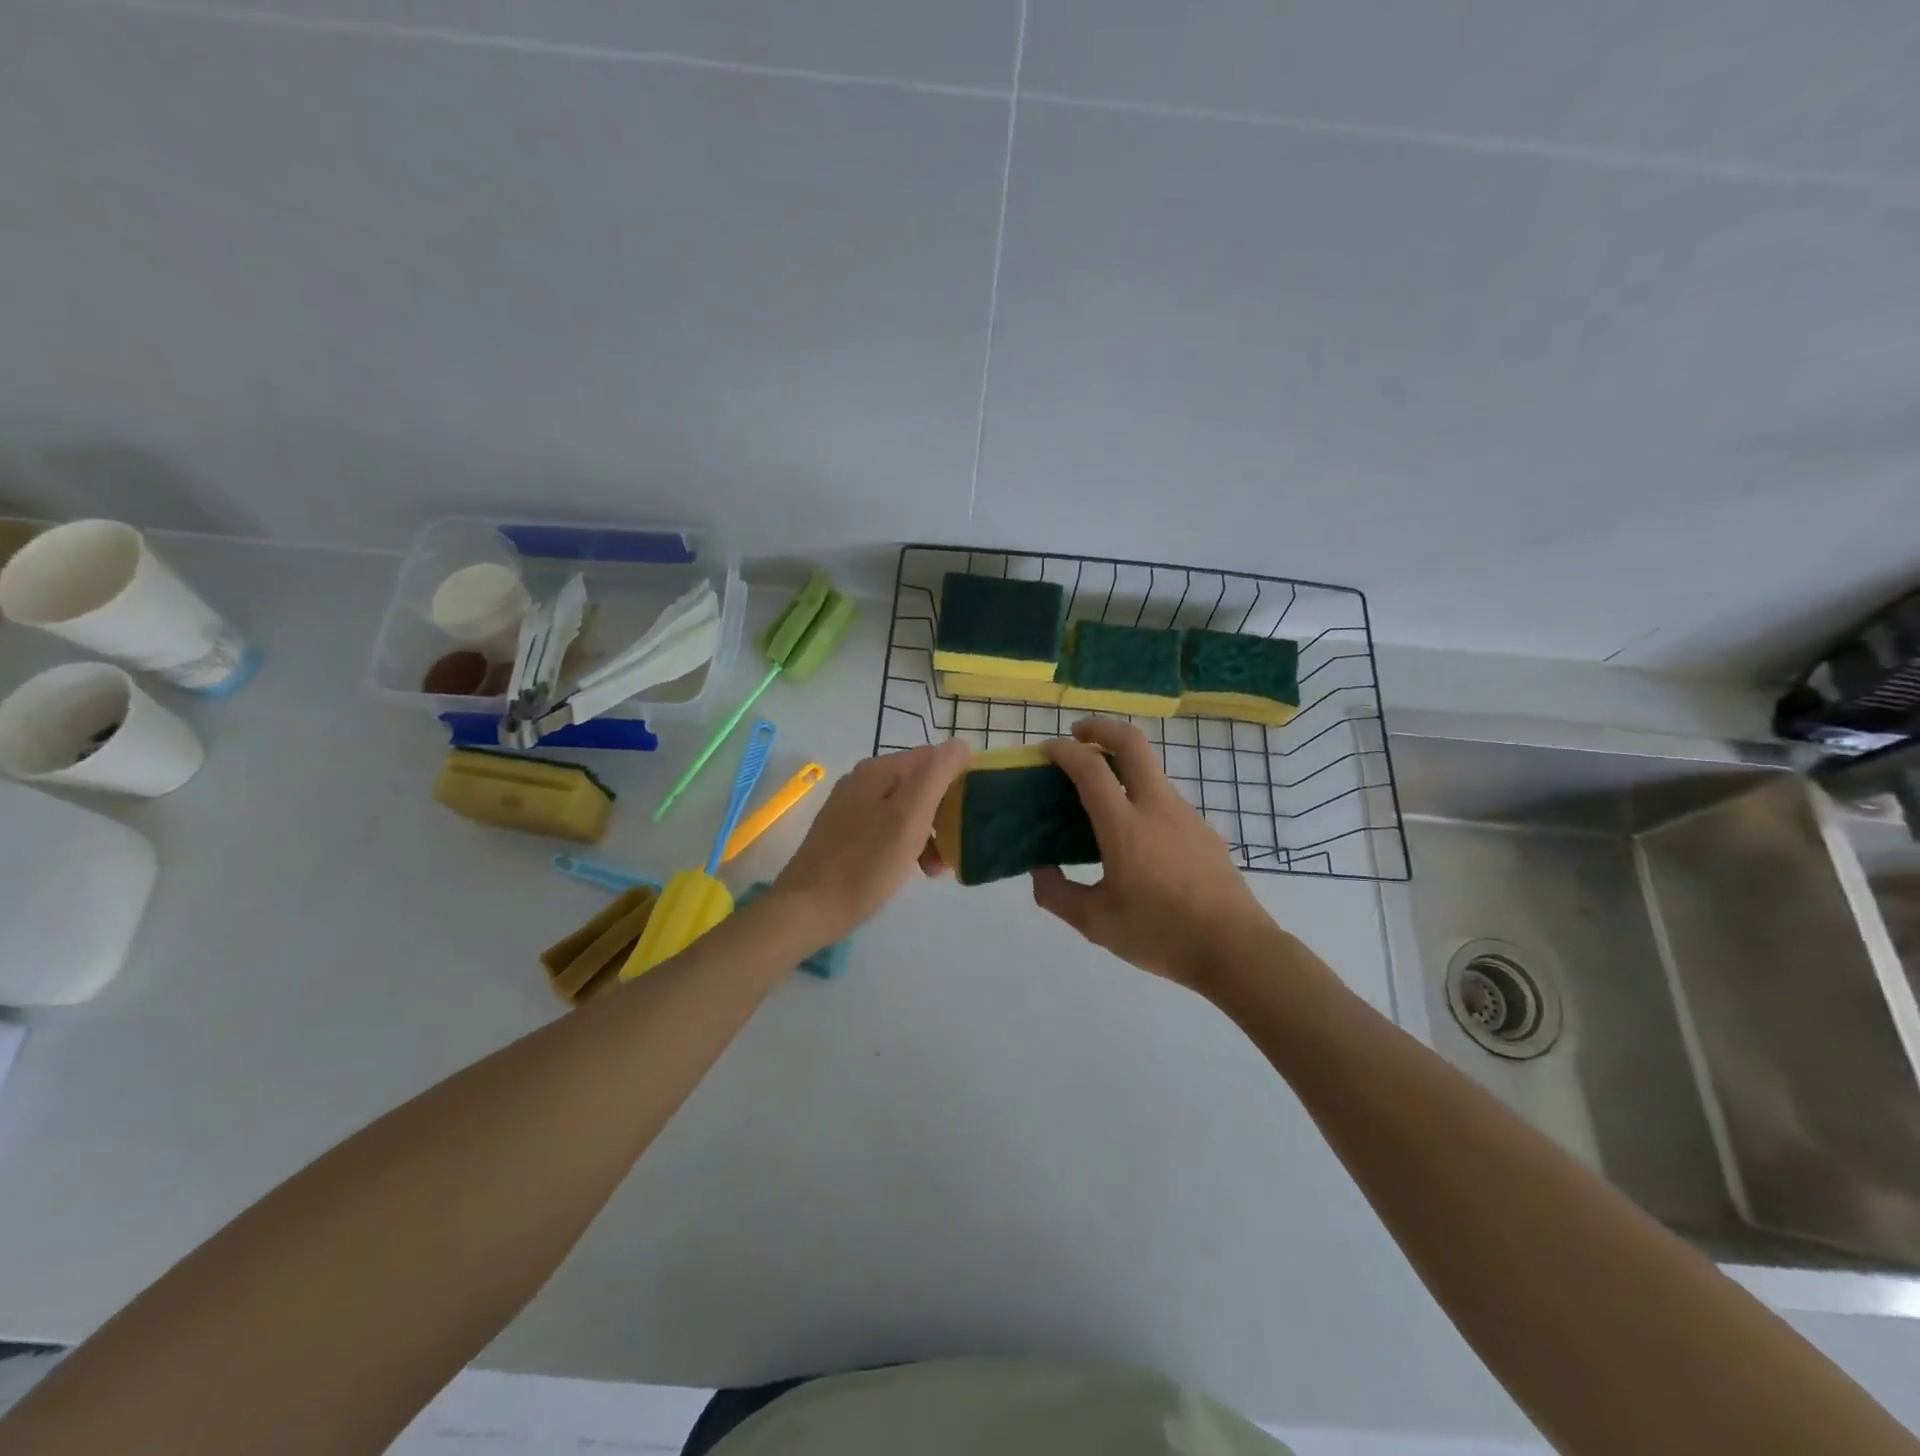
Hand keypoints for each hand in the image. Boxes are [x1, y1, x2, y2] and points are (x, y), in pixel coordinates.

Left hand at [772, 740, 968, 941]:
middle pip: (919, 785)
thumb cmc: (866, 863)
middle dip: (943, 813)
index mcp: (878, 770)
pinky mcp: (845, 834)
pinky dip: (907, 844)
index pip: (933, 759)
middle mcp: (863, 781)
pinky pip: (887, 828)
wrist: (808, 909)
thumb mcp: (910, 816)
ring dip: (928, 833)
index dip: (958, 782)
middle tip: (955, 846)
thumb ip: (937, 775)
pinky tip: (912, 869)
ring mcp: (851, 807)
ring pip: (905, 809)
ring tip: (936, 867)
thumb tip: (960, 744)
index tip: (972, 816)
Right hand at [1032, 719, 1270, 989]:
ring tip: (1099, 794)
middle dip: (1100, 728)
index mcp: (1125, 827)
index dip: (1064, 751)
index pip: (1090, 769)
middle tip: (1077, 735)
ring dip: (1121, 765)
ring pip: (1151, 771)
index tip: (1046, 749)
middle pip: (1131, 743)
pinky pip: (1165, 799)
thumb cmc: (1162, 934)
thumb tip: (1040, 870)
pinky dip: (1141, 795)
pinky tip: (1134, 835)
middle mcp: (1157, 808)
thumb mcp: (1096, 924)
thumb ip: (1058, 894)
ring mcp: (1186, 815)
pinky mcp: (1204, 830)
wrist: (1236, 950)